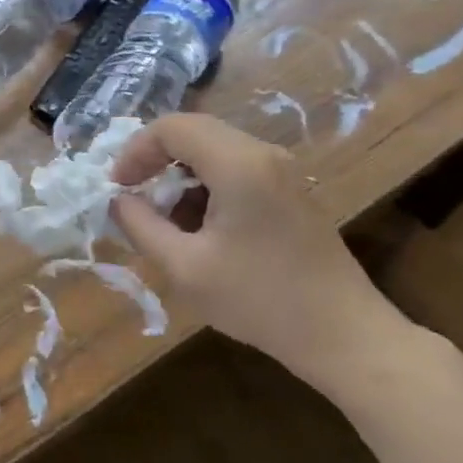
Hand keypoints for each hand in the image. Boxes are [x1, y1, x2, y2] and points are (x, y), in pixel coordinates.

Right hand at [110, 114, 413, 397]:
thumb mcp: (185, 268)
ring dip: (181, 175)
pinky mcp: (290, 190)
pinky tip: (202, 230)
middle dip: (156, 160)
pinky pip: (236, 168)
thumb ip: (140, 226)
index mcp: (238, 164)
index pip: (172, 127)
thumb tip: (118, 200)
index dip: (136, 150)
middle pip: (194, 132)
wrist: (344, 335)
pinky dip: (207, 186)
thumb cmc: (260, 300)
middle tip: (135, 196)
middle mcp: (262, 153)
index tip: (119, 187)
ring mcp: (281, 170)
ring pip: (214, 149)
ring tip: (167, 221)